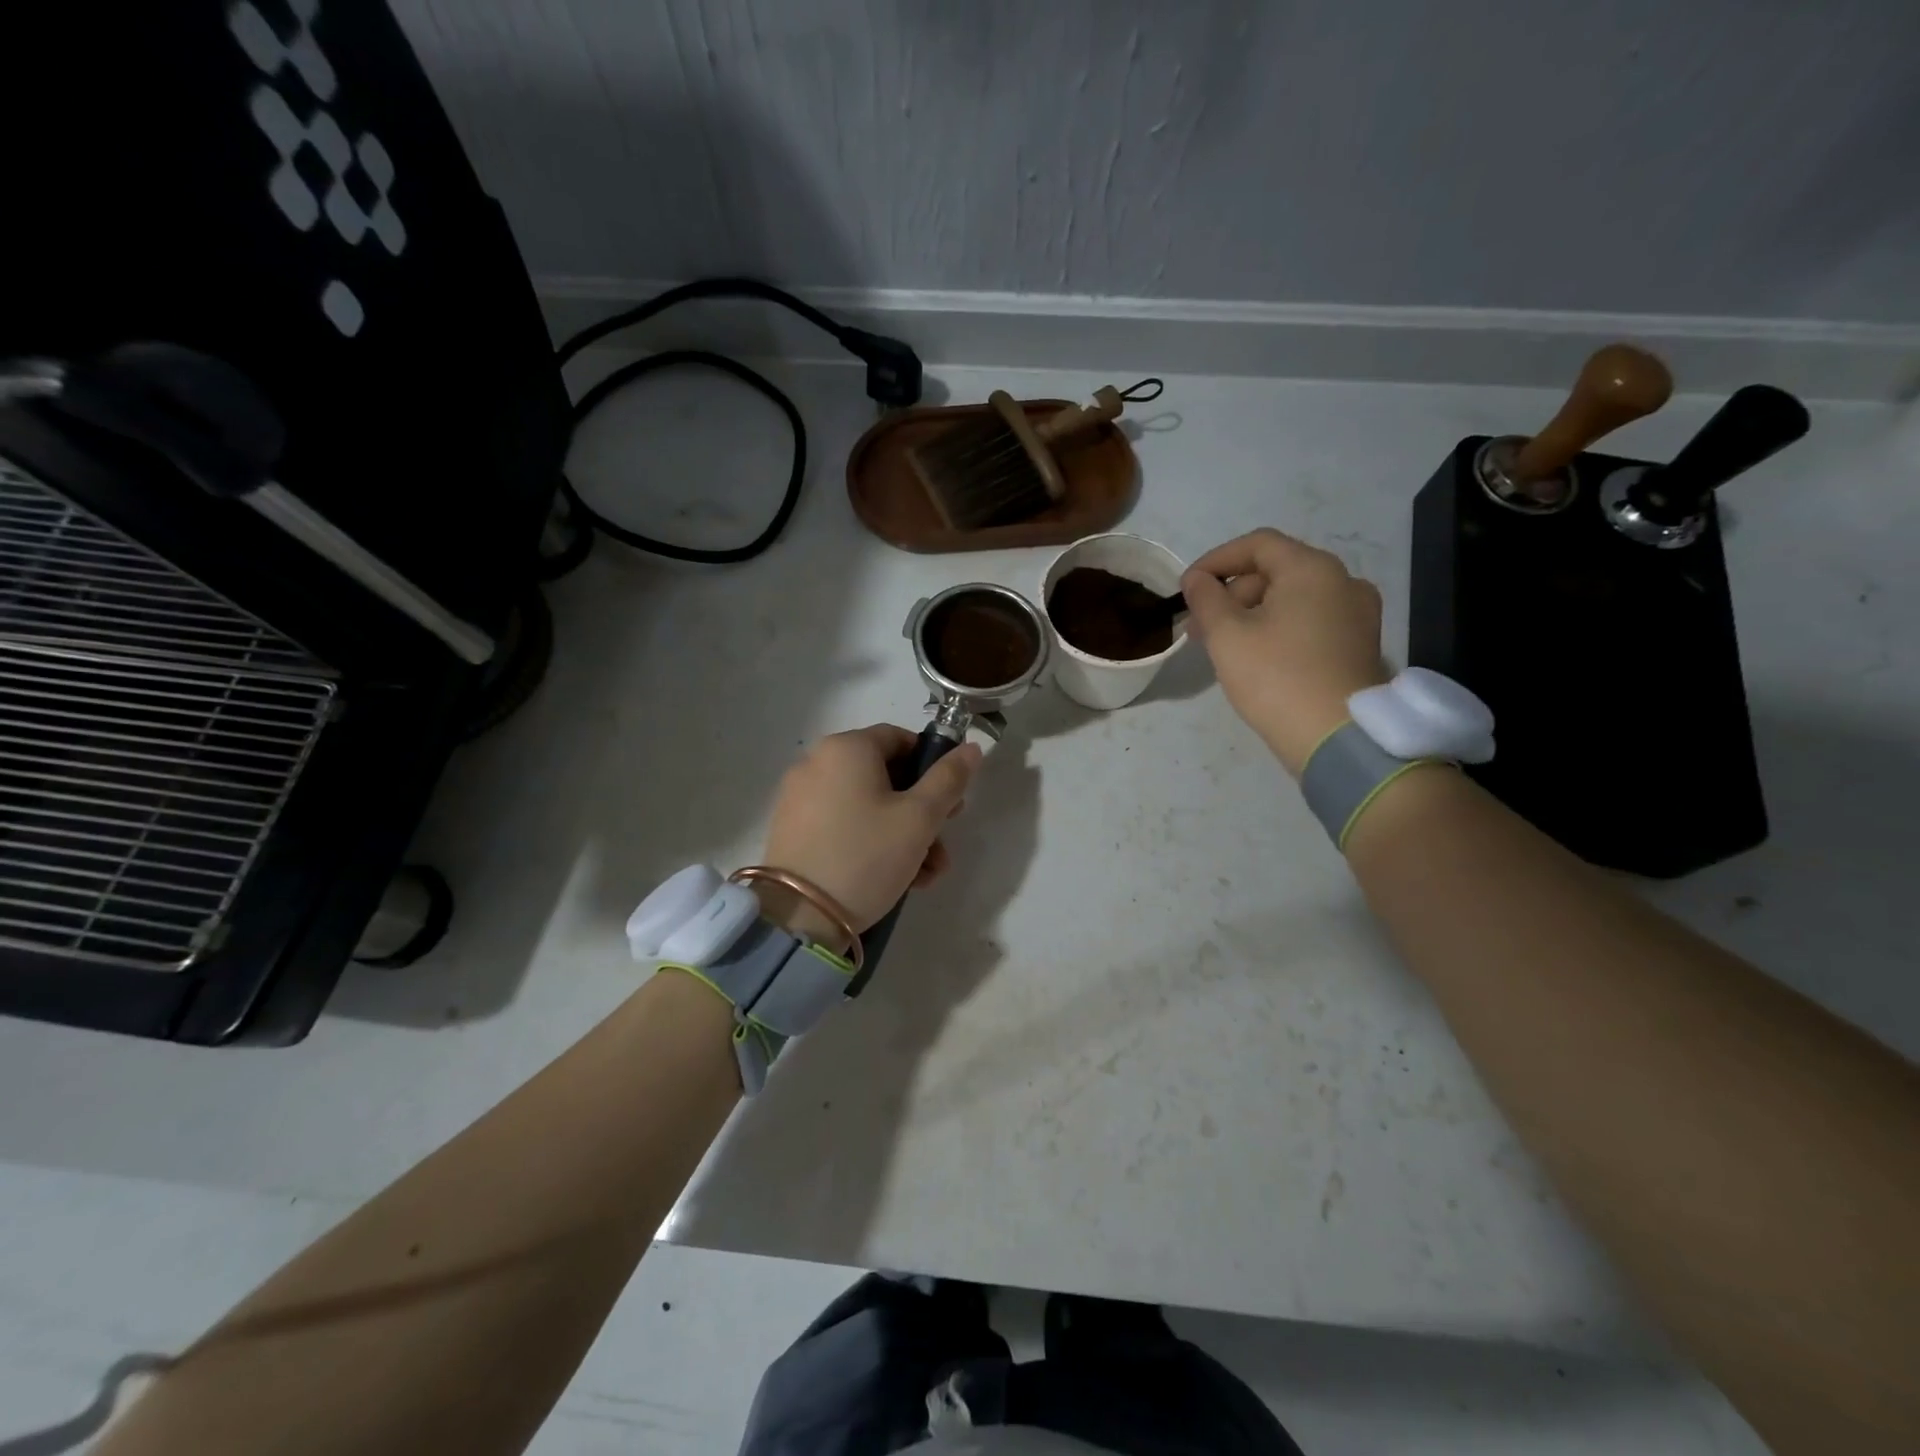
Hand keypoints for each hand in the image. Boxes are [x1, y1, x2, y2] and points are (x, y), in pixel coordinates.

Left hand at [758, 725, 982, 943]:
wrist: (799, 916)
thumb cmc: (867, 855)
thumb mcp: (920, 818)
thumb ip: (949, 778)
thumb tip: (971, 748)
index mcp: (846, 748)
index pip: (900, 738)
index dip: (932, 766)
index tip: (951, 801)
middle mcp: (817, 762)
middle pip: (884, 776)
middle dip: (922, 810)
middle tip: (943, 842)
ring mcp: (800, 797)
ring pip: (866, 805)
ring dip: (902, 833)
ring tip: (925, 873)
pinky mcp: (792, 829)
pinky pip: (843, 824)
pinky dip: (871, 841)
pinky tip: (896, 878)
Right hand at [1181, 528, 1387, 775]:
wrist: (1337, 737)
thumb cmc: (1276, 677)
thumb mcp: (1227, 635)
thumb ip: (1206, 598)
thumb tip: (1197, 579)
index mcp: (1312, 569)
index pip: (1257, 544)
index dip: (1216, 560)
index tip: (1187, 587)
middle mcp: (1343, 581)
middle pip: (1276, 571)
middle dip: (1232, 593)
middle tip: (1200, 627)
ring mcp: (1358, 614)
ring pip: (1293, 598)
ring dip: (1252, 613)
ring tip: (1223, 646)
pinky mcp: (1359, 644)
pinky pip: (1311, 621)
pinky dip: (1279, 628)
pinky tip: (1257, 657)